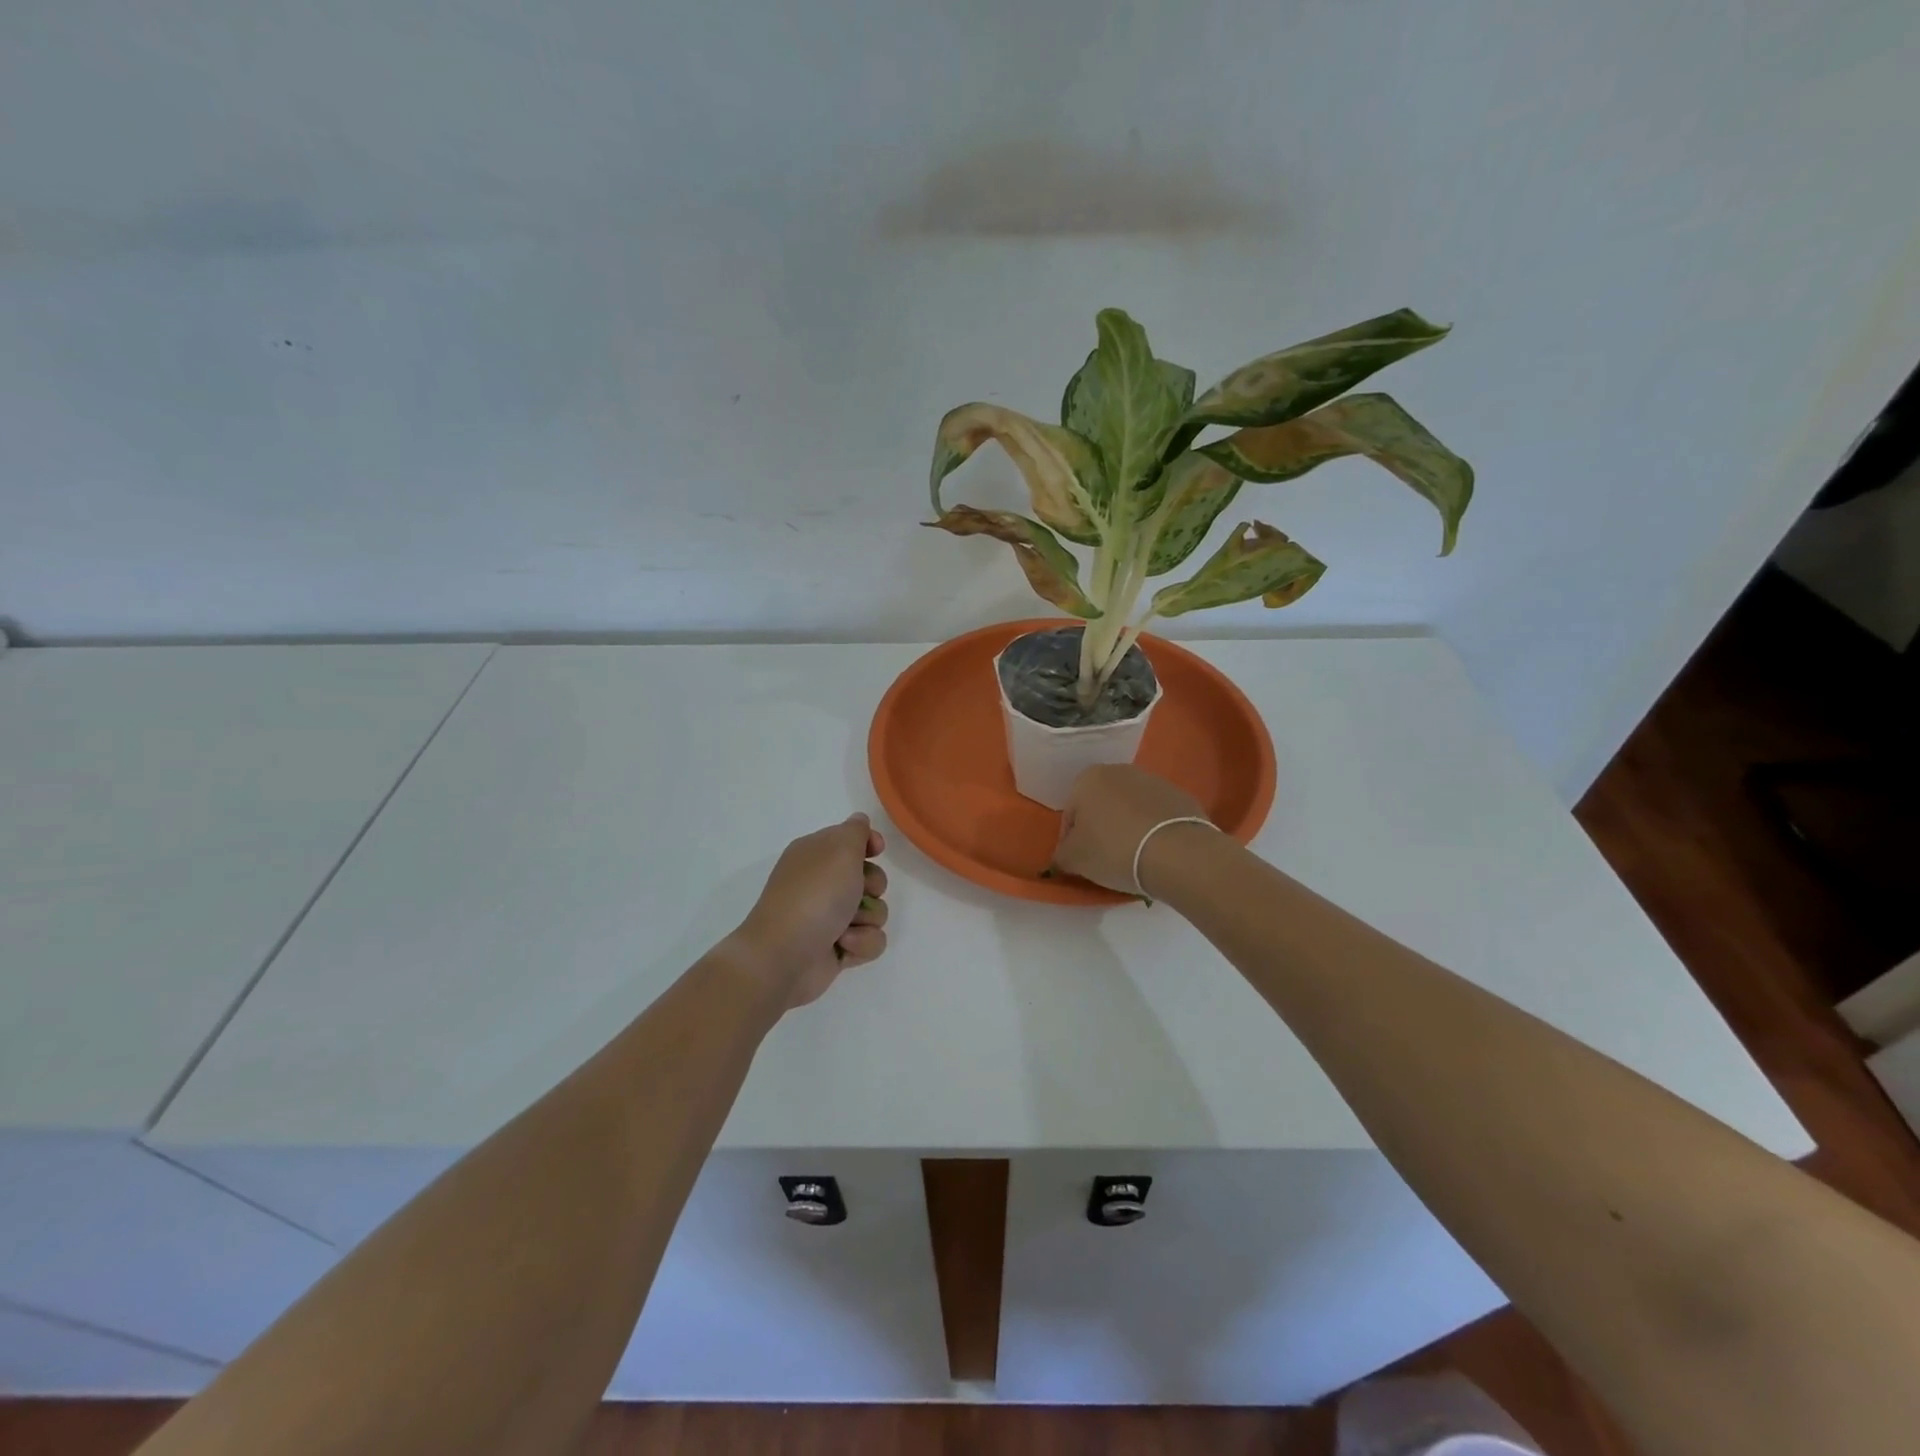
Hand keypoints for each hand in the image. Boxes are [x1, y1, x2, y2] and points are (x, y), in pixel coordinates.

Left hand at [735, 814, 888, 1007]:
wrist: (784, 957)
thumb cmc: (814, 896)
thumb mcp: (839, 849)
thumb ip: (855, 831)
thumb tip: (860, 821)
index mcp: (816, 854)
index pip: (851, 839)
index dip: (868, 844)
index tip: (876, 850)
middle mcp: (823, 883)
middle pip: (870, 876)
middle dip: (872, 886)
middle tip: (858, 892)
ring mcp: (830, 917)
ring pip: (875, 911)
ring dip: (867, 919)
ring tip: (845, 927)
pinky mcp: (838, 947)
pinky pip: (870, 940)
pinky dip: (861, 943)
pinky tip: (843, 946)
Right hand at [1052, 765, 1212, 896]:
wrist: (1177, 852)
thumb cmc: (1113, 850)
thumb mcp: (1074, 859)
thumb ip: (1061, 854)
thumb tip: (1063, 856)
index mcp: (1088, 778)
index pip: (1070, 812)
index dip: (1071, 839)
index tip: (1080, 860)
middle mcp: (1119, 771)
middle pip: (1101, 804)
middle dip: (1100, 827)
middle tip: (1105, 858)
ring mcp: (1154, 781)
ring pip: (1130, 808)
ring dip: (1127, 827)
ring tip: (1134, 857)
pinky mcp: (1181, 796)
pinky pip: (1157, 815)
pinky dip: (1153, 829)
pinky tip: (1156, 852)